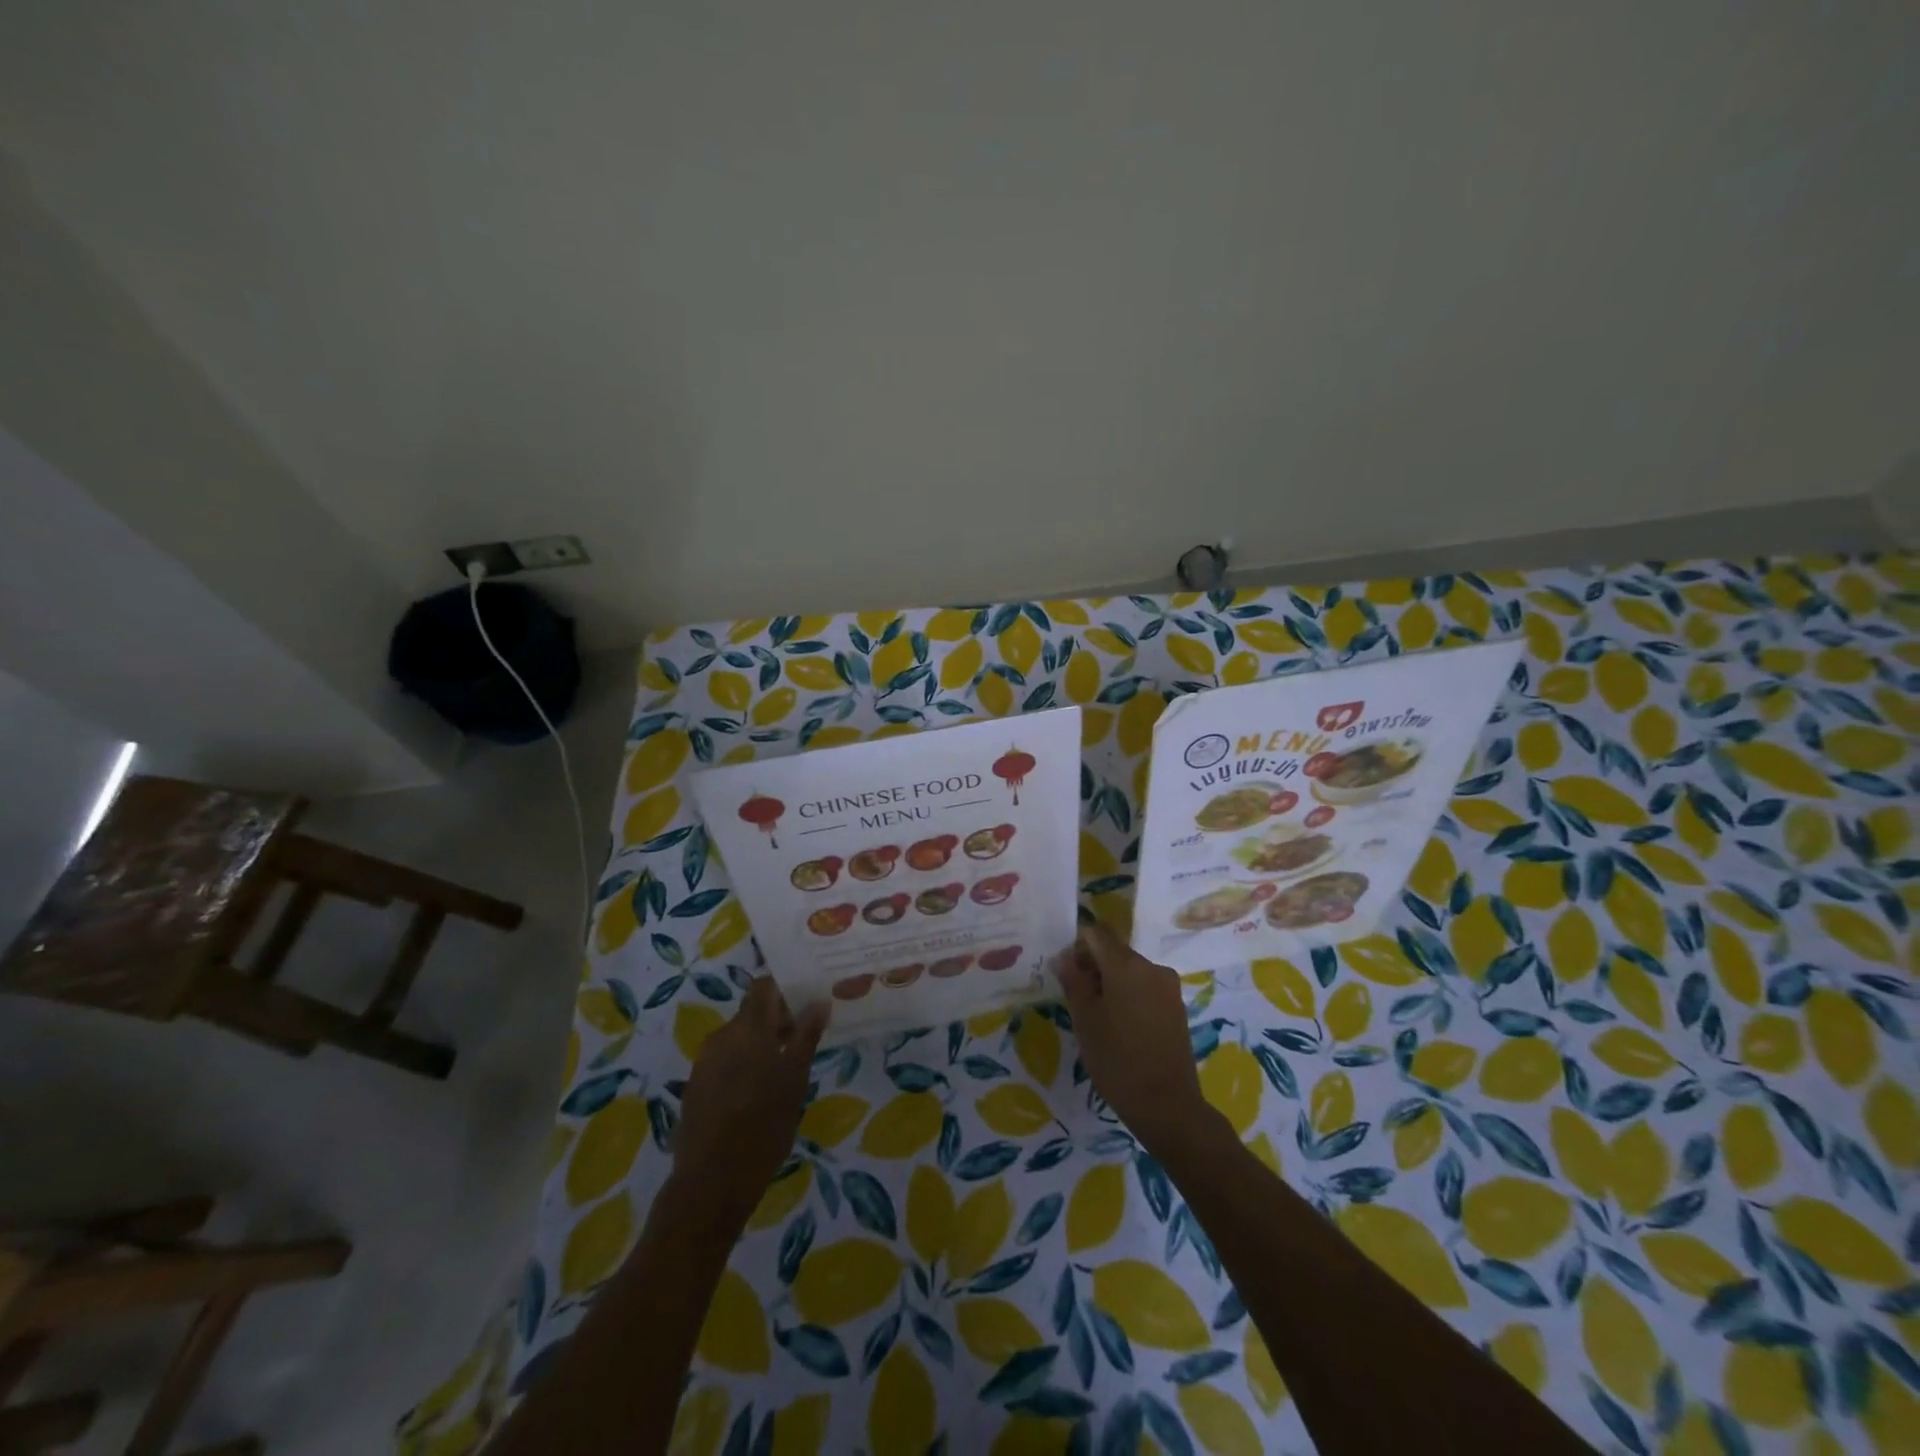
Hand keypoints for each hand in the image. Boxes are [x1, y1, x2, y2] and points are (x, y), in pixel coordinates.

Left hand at [670, 977, 828, 1224]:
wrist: (712, 1180)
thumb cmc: (765, 1123)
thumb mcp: (796, 1078)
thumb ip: (807, 1035)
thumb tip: (819, 1001)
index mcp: (749, 1027)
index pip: (764, 986)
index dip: (785, 990)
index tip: (806, 1004)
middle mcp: (722, 1035)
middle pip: (752, 1012)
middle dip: (777, 1021)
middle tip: (803, 1041)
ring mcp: (705, 1060)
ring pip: (738, 1037)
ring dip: (760, 1044)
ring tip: (783, 1071)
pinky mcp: (695, 1085)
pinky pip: (724, 1060)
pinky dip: (743, 1064)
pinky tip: (757, 1092)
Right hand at [1058, 923, 1214, 1154]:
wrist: (1167, 1105)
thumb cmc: (1117, 1059)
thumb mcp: (1085, 1020)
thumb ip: (1073, 982)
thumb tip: (1063, 958)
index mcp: (1126, 964)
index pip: (1097, 933)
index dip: (1077, 944)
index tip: (1065, 969)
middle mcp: (1152, 967)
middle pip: (1115, 951)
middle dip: (1093, 965)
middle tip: (1075, 995)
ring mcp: (1168, 987)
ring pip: (1131, 970)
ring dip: (1111, 981)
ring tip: (1097, 1014)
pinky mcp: (1177, 1007)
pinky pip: (1146, 987)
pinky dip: (1130, 994)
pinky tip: (1120, 1024)